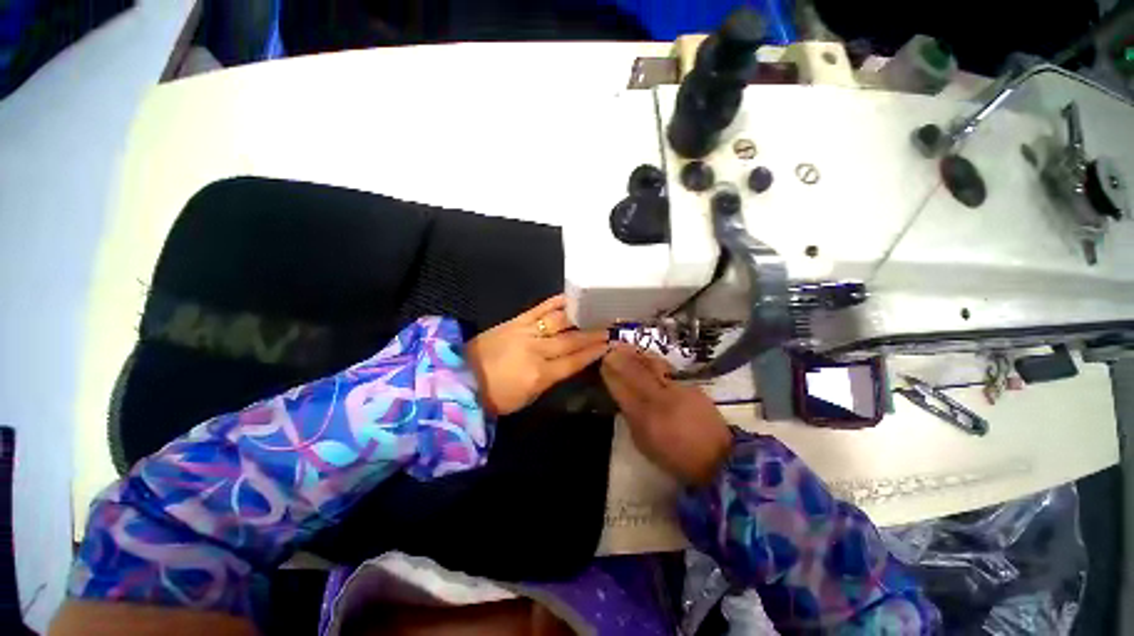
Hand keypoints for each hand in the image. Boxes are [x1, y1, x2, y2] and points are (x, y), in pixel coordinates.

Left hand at [466, 295, 608, 416]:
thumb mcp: (528, 397)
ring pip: (559, 321)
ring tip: (597, 310)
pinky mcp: (515, 320)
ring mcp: (526, 332)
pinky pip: (540, 308)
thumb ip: (552, 379)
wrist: (462, 378)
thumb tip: (571, 363)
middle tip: (611, 325)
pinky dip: (556, 302)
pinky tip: (570, 298)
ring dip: (581, 316)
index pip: (574, 361)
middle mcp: (537, 350)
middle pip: (571, 340)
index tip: (609, 344)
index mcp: (540, 375)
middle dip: (593, 333)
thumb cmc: (496, 396)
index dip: (593, 352)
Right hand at [600, 343, 731, 484]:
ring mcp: (677, 389)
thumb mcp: (644, 444)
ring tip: (624, 345)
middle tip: (609, 347)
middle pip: (635, 371)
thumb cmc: (676, 457)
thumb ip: (631, 418)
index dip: (610, 373)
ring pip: (652, 365)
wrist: (718, 457)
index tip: (602, 362)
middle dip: (620, 357)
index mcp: (645, 418)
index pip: (622, 388)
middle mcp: (660, 398)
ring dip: (636, 354)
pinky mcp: (690, 384)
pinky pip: (666, 368)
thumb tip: (623, 398)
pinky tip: (645, 354)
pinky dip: (652, 359)